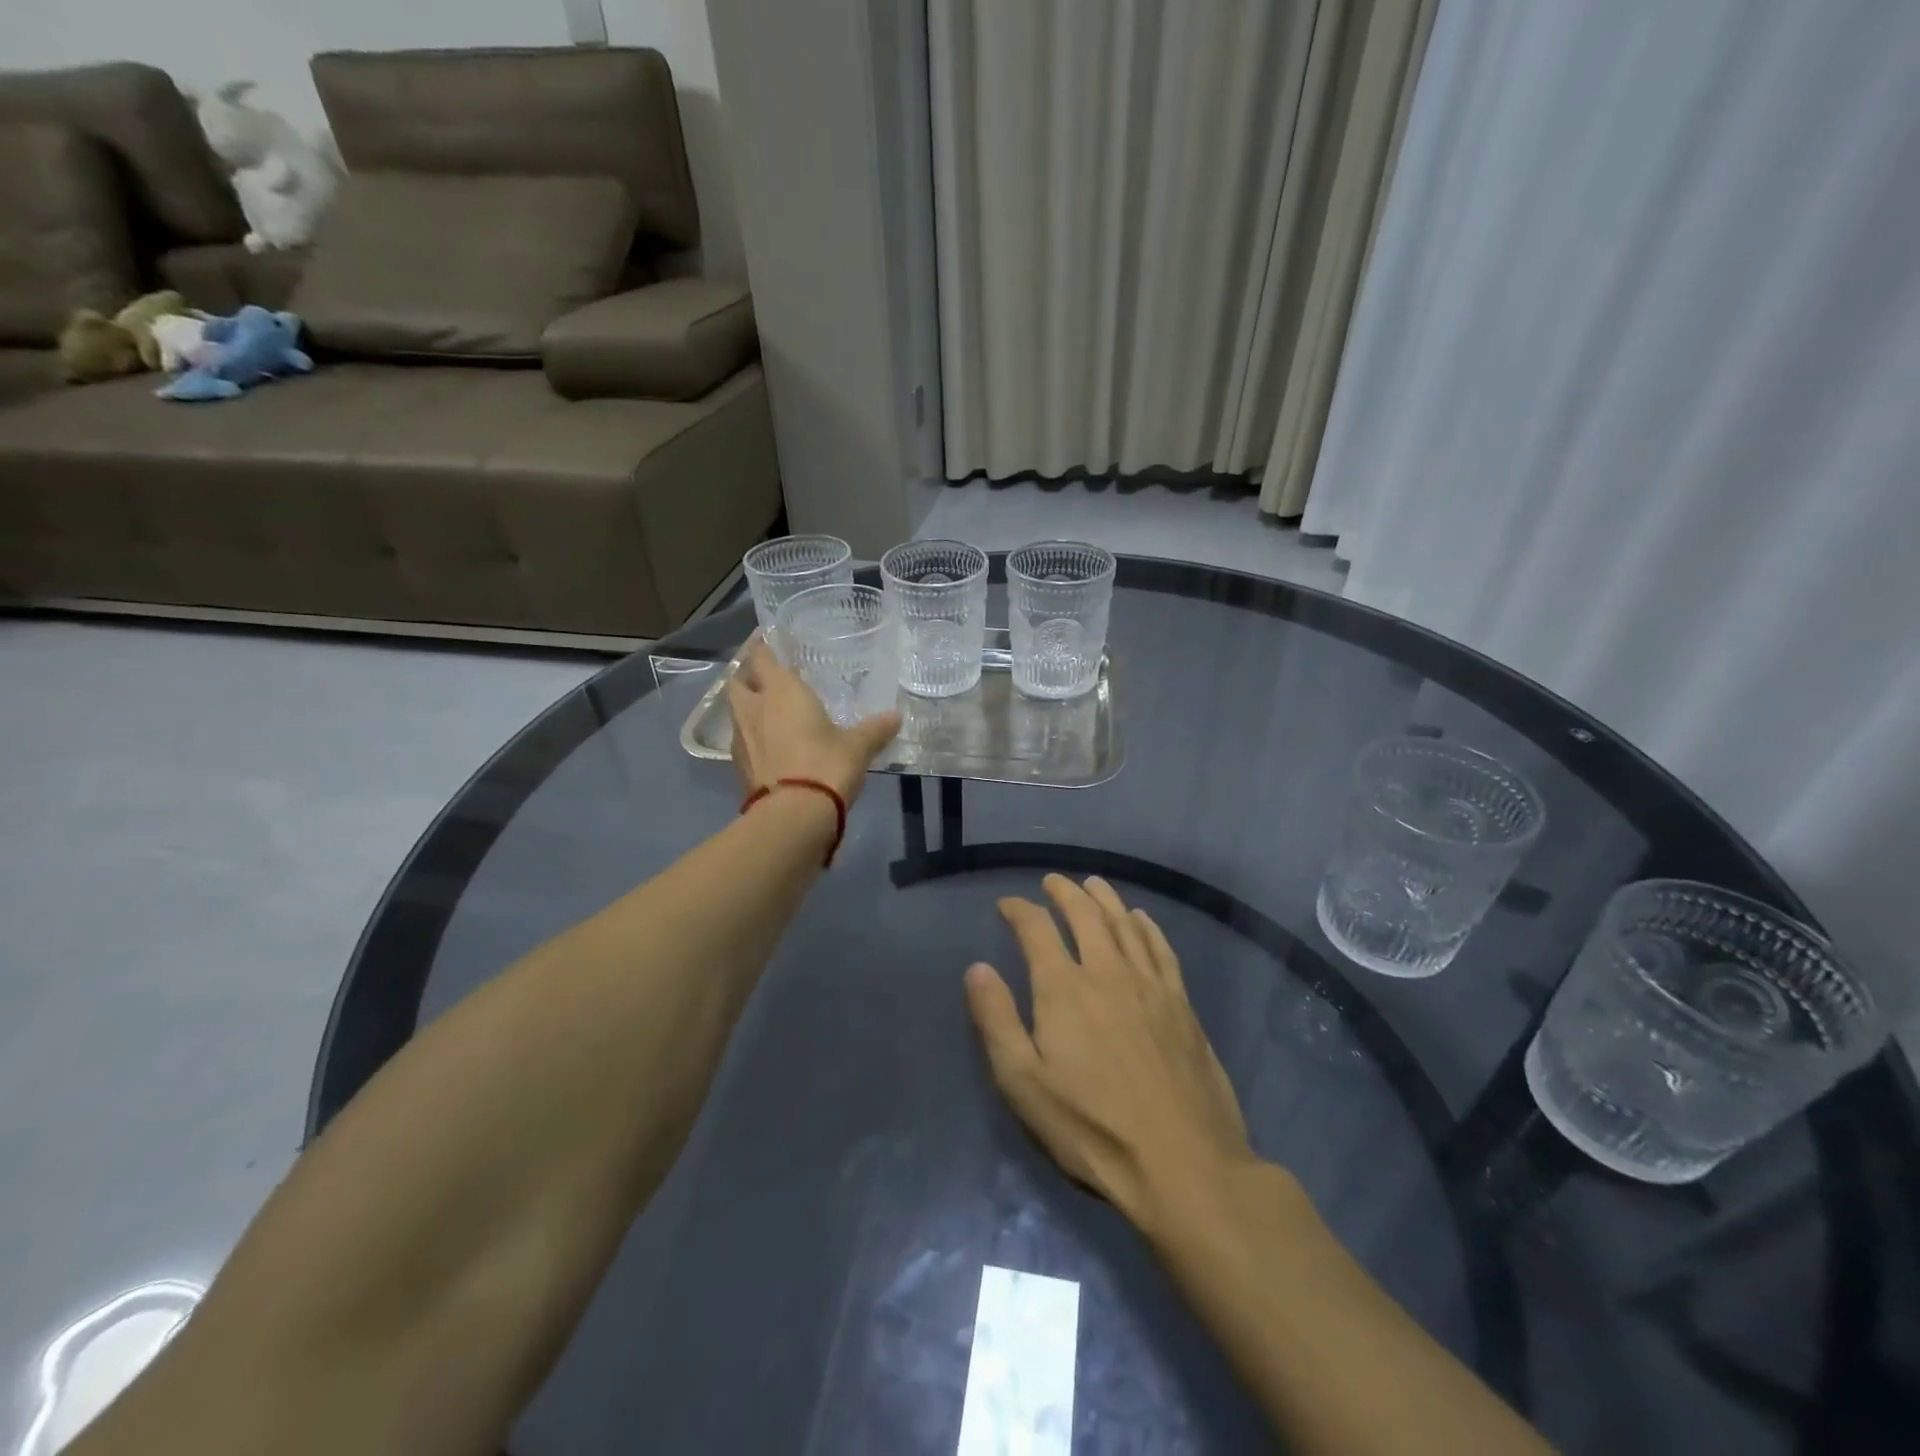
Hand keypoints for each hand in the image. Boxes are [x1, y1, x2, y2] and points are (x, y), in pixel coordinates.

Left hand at [726, 636, 900, 806]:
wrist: (793, 816)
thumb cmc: (826, 766)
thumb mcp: (858, 747)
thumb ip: (875, 729)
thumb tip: (896, 716)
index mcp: (780, 691)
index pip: (761, 656)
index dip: (763, 646)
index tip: (769, 640)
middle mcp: (754, 708)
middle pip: (738, 681)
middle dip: (749, 675)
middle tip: (767, 676)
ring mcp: (741, 739)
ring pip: (737, 711)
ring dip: (748, 707)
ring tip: (769, 710)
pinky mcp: (738, 767)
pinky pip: (742, 740)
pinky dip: (753, 736)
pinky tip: (770, 744)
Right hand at [964, 875, 1255, 1230]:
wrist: (1183, 1164)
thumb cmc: (1092, 1129)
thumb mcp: (1023, 1084)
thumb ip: (997, 1020)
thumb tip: (977, 968)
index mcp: (1064, 988)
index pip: (1036, 929)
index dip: (1019, 911)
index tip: (1007, 905)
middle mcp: (1107, 972)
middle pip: (1085, 915)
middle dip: (1065, 893)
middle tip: (1053, 882)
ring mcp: (1150, 985)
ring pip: (1124, 924)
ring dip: (1105, 898)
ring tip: (1093, 884)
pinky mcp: (1182, 1004)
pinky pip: (1161, 948)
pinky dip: (1147, 926)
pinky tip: (1141, 919)